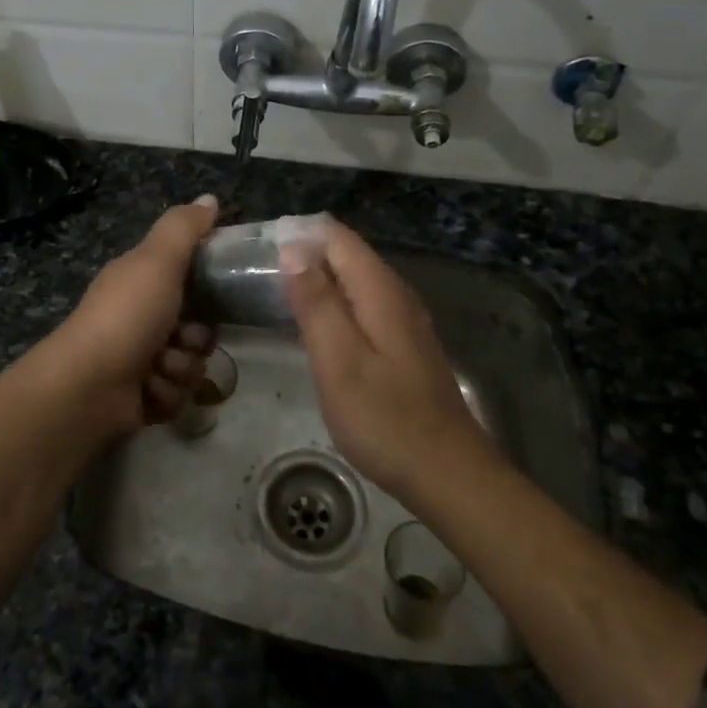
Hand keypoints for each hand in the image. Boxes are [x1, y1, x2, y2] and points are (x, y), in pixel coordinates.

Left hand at [49, 195, 219, 431]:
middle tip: (182, 338)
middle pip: (198, 329)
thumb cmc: (126, 315)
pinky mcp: (142, 397)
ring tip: (158, 369)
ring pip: (190, 365)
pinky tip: (147, 390)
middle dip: (196, 338)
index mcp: (140, 283)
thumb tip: (210, 198)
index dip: (207, 288)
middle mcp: (139, 319)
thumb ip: (184, 228)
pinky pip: (177, 396)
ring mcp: (140, 360)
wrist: (88, 386)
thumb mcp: (157, 261)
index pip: (190, 280)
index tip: (213, 292)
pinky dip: (166, 394)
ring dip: (180, 368)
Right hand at [281, 218, 490, 499]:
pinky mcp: (404, 343)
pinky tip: (316, 323)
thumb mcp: (339, 361)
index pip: (336, 237)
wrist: (447, 474)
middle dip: (305, 252)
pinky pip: (363, 303)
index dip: (298, 234)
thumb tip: (293, 247)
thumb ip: (316, 302)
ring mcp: (404, 320)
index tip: (259, 248)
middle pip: (347, 254)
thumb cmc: (385, 420)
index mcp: (380, 291)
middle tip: (259, 272)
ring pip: (355, 279)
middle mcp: (396, 294)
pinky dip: (335, 301)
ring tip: (277, 290)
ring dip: (319, 277)